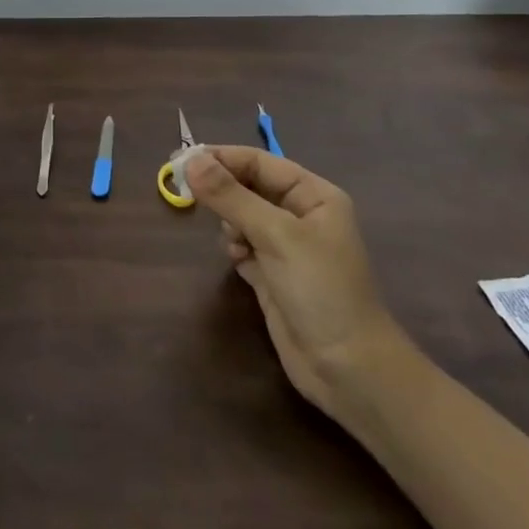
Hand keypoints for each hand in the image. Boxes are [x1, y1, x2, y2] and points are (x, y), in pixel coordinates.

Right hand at [185, 148, 407, 421]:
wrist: (348, 369)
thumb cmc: (321, 290)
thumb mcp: (277, 235)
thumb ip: (232, 197)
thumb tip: (191, 161)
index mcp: (313, 196)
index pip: (259, 162)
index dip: (222, 158)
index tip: (181, 160)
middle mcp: (300, 216)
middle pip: (248, 187)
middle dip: (222, 190)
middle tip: (187, 192)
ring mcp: (286, 247)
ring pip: (241, 216)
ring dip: (229, 223)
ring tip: (234, 242)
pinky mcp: (272, 275)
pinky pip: (242, 246)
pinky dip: (234, 248)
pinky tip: (238, 262)